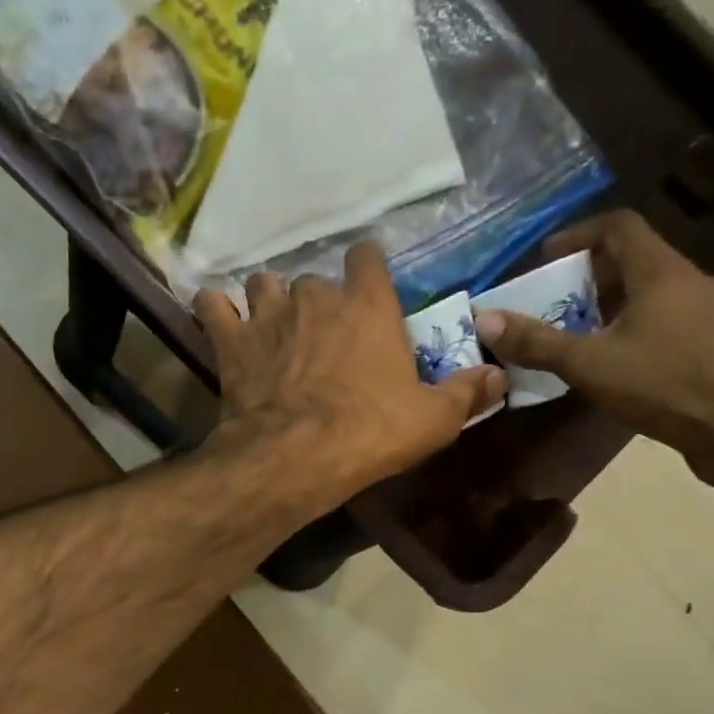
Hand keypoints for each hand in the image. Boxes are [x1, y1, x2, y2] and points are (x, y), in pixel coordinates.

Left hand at [193, 244, 504, 512]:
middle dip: (318, 300)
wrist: (295, 455)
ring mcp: (268, 315)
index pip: (367, 259)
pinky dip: (216, 311)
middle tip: (321, 332)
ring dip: (268, 300)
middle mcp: (316, 297)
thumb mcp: (432, 420)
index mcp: (368, 305)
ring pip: (264, 285)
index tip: (367, 287)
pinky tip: (220, 321)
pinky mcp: (231, 342)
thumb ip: (466, 393)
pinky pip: (213, 307)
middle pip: (314, 278)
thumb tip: (501, 375)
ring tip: (272, 325)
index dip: (366, 269)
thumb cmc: (370, 432)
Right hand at [471, 211, 713, 490]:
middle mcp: (691, 280)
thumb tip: (486, 320)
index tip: (546, 258)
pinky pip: (669, 318)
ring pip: (652, 291)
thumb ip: (538, 342)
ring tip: (578, 332)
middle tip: (554, 300)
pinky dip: (636, 326)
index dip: (578, 235)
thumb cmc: (666, 386)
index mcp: (662, 272)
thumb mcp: (590, 364)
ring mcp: (711, 311)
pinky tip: (617, 360)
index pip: (618, 226)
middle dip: (589, 275)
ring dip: (612, 304)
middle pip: (635, 259)